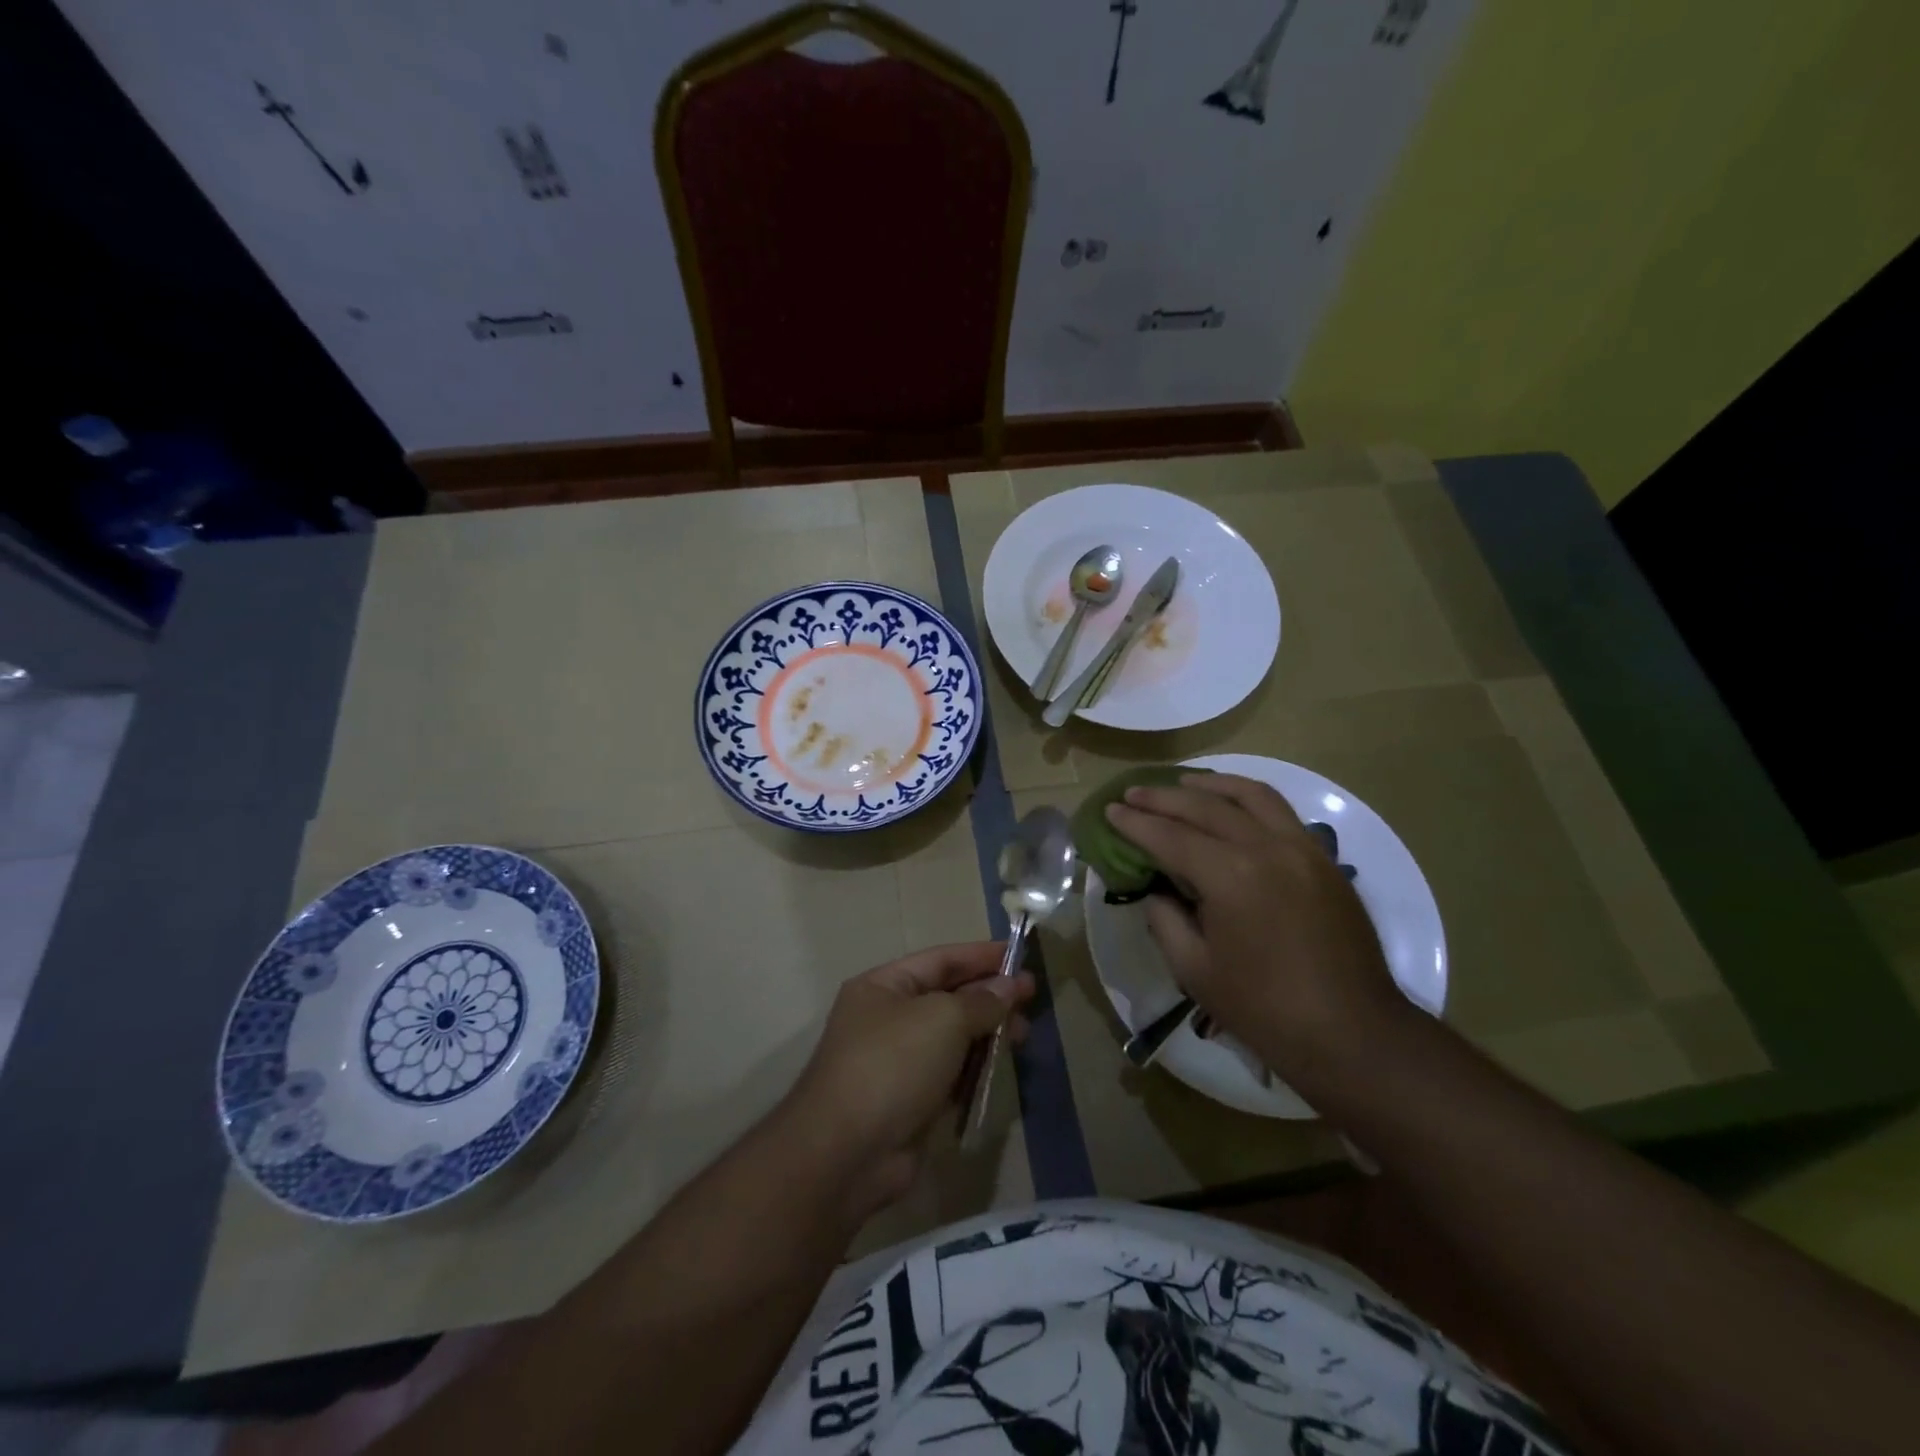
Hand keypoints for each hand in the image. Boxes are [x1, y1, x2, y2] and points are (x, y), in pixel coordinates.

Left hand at [782, 943, 1033, 1223]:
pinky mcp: (911, 1101)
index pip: (940, 960)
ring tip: (1023, 1035)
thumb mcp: (943, 1018)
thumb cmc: (893, 1064)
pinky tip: (1001, 1069)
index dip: (981, 956)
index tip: (1021, 957)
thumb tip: (1009, 987)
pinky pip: (950, 1074)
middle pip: (948, 997)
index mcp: (883, 986)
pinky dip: (975, 1069)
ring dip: (987, 1034)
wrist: (848, 1152)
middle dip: (989, 996)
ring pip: (952, 1038)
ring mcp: (898, 1062)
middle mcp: (888, 1018)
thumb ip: (981, 1001)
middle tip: (1032, 998)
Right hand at [1106, 774, 1404, 1088]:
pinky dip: (1249, 798)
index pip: (1170, 836)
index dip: (1135, 824)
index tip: (1110, 811)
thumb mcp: (1195, 970)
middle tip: (1132, 794)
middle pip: (1205, 807)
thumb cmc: (1264, 1009)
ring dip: (1210, 784)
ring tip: (1182, 783)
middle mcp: (1265, 848)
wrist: (1353, 1033)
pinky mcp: (1324, 860)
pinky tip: (1232, 805)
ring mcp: (1301, 848)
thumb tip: (1157, 892)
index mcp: (1229, 876)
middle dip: (1162, 798)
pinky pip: (1281, 812)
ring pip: (1251, 795)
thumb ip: (1165, 921)